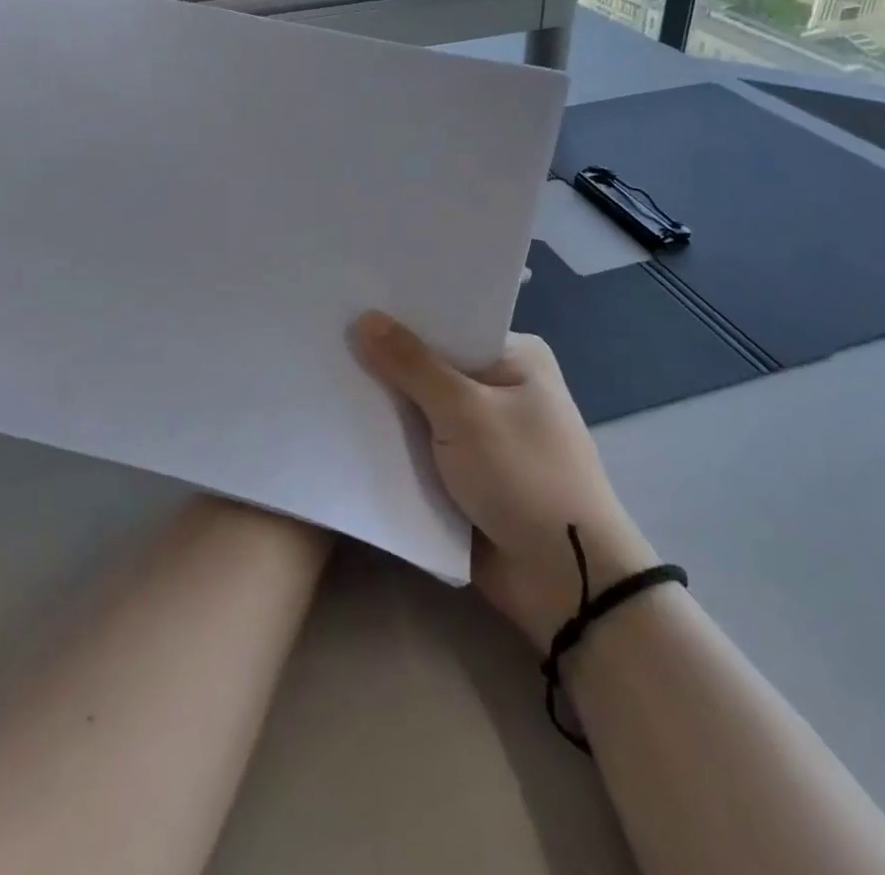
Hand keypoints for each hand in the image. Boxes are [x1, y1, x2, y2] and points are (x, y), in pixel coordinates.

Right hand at [351, 311, 657, 651]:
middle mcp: (499, 388)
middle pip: (430, 365)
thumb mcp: (465, 412)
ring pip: (419, 410)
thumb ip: (411, 365)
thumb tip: (364, 317)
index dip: (401, 316)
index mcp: (515, 357)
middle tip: (322, 338)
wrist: (565, 581)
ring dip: (382, 407)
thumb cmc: (525, 476)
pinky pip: (418, 449)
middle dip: (384, 363)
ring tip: (319, 376)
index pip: (448, 323)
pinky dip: (390, 444)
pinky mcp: (463, 475)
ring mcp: (480, 434)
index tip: (350, 303)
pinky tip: (339, 426)